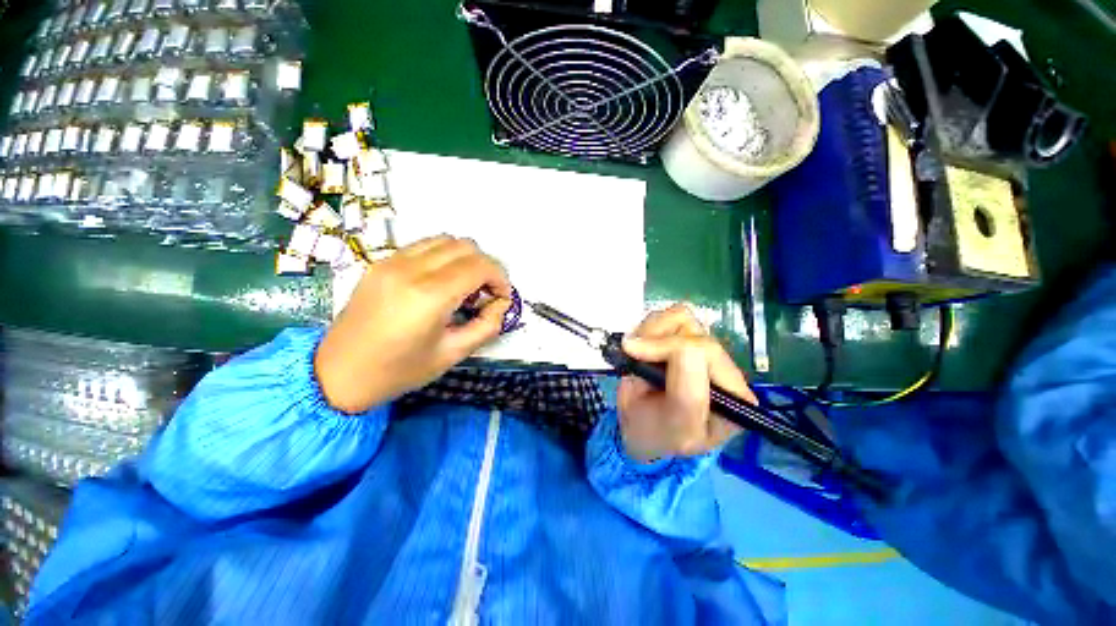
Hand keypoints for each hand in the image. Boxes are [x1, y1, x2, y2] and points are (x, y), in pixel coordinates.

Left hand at [315, 236, 511, 412]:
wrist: (337, 374)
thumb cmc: (398, 371)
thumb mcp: (452, 354)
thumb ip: (486, 326)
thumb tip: (500, 304)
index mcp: (429, 296)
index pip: (480, 265)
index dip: (500, 278)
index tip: (501, 298)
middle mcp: (410, 269)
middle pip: (466, 246)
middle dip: (486, 267)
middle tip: (485, 293)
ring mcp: (392, 261)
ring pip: (445, 240)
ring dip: (465, 258)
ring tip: (464, 286)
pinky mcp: (381, 262)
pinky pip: (424, 245)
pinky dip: (444, 256)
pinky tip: (441, 281)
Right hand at [617, 304, 755, 462]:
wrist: (639, 431)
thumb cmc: (661, 436)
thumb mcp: (679, 429)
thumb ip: (686, 394)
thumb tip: (662, 346)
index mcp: (733, 392)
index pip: (707, 351)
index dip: (668, 347)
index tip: (635, 355)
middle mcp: (719, 366)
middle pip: (692, 330)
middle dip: (655, 340)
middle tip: (633, 355)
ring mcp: (698, 348)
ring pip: (679, 317)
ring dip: (650, 332)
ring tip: (637, 354)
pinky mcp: (679, 337)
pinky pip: (665, 316)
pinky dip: (646, 327)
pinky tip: (640, 348)